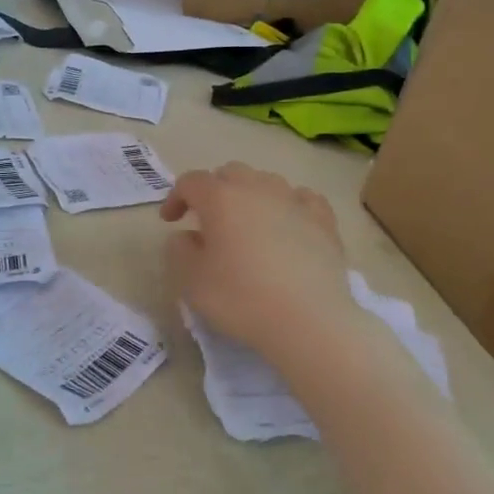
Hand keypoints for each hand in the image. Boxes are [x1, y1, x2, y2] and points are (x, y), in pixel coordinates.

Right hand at [160, 162, 354, 362]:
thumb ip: (180, 250)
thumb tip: (188, 236)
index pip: (191, 182)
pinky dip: (288, 204)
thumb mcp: (191, 281)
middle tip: (208, 220)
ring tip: (247, 223)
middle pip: (230, 173)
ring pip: (266, 181)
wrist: (309, 319)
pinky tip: (288, 222)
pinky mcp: (323, 220)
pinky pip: (302, 198)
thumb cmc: (241, 298)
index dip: (176, 197)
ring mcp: (294, 201)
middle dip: (214, 190)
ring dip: (250, 195)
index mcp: (220, 198)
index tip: (170, 221)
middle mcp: (257, 188)